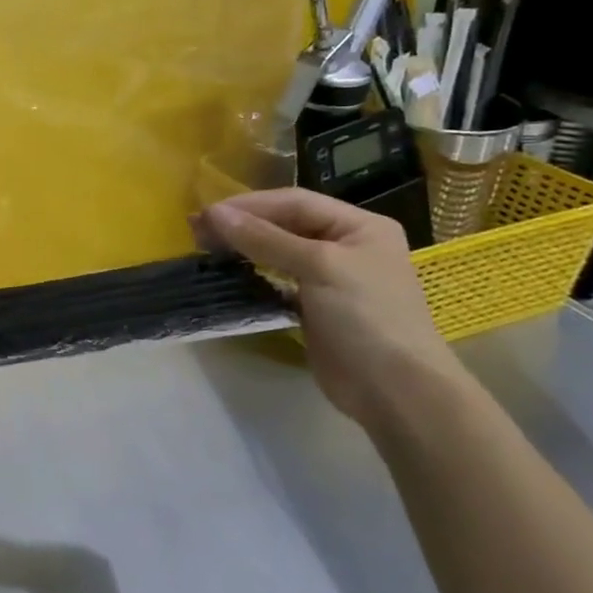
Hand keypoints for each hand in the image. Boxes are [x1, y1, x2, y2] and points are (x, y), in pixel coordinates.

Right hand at [199, 188, 463, 429]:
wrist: (395, 390)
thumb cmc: (366, 316)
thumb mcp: (318, 267)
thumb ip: (264, 238)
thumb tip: (213, 213)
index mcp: (359, 226)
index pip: (294, 202)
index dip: (249, 205)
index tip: (206, 214)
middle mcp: (346, 245)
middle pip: (285, 223)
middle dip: (241, 224)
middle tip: (197, 230)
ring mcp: (331, 277)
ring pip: (278, 251)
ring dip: (243, 247)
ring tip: (205, 248)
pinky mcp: (315, 307)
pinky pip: (277, 279)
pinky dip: (252, 273)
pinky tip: (229, 273)